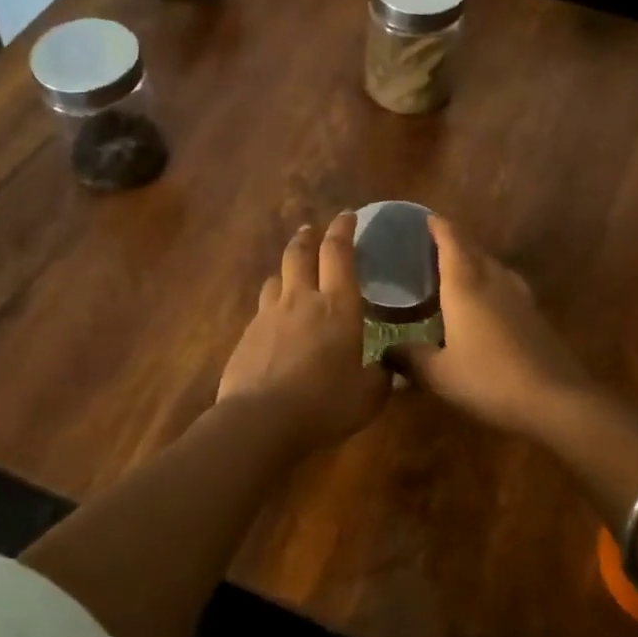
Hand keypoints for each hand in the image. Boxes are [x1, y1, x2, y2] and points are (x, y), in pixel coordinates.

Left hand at [217, 215, 389, 446]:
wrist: (261, 420)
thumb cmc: (325, 403)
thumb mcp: (368, 396)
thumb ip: (381, 377)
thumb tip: (389, 368)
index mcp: (338, 306)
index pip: (339, 253)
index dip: (344, 230)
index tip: (348, 216)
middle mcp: (301, 299)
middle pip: (301, 253)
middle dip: (308, 237)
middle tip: (312, 230)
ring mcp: (269, 315)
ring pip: (276, 278)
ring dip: (286, 269)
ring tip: (291, 274)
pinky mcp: (247, 335)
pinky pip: (262, 309)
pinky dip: (272, 305)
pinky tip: (275, 321)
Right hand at [391, 217, 595, 438]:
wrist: (555, 399)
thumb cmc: (488, 380)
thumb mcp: (439, 375)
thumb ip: (410, 359)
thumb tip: (387, 352)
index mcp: (465, 286)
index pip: (451, 242)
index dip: (438, 227)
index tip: (425, 217)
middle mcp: (493, 282)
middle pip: (473, 250)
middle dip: (454, 241)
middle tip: (433, 244)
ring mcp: (519, 298)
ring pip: (494, 266)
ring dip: (475, 261)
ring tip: (458, 269)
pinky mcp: (535, 316)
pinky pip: (507, 286)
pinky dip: (491, 283)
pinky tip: (487, 302)